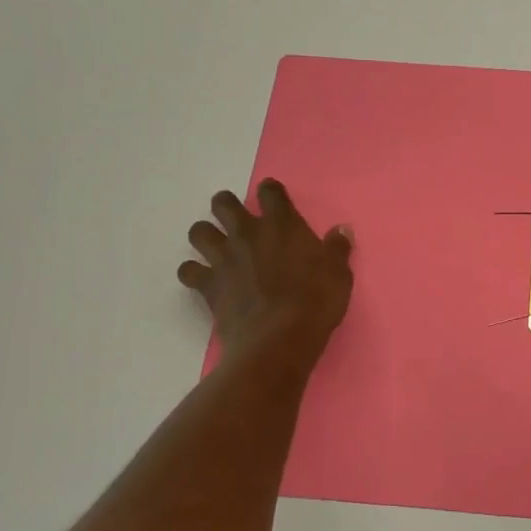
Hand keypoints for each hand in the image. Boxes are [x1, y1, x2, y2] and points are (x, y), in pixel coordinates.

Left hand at [179, 179, 353, 363]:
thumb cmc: (316, 301)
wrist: (280, 338)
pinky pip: (188, 271)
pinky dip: (193, 273)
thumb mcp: (339, 273)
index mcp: (282, 224)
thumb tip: (342, 230)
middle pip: (223, 203)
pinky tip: (203, 280)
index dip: (270, 191)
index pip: (270, 192)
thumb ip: (337, 248)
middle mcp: (248, 233)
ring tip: (215, 247)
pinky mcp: (208, 285)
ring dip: (205, 235)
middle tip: (236, 219)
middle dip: (226, 206)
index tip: (273, 199)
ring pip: (199, 232)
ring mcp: (224, 258)